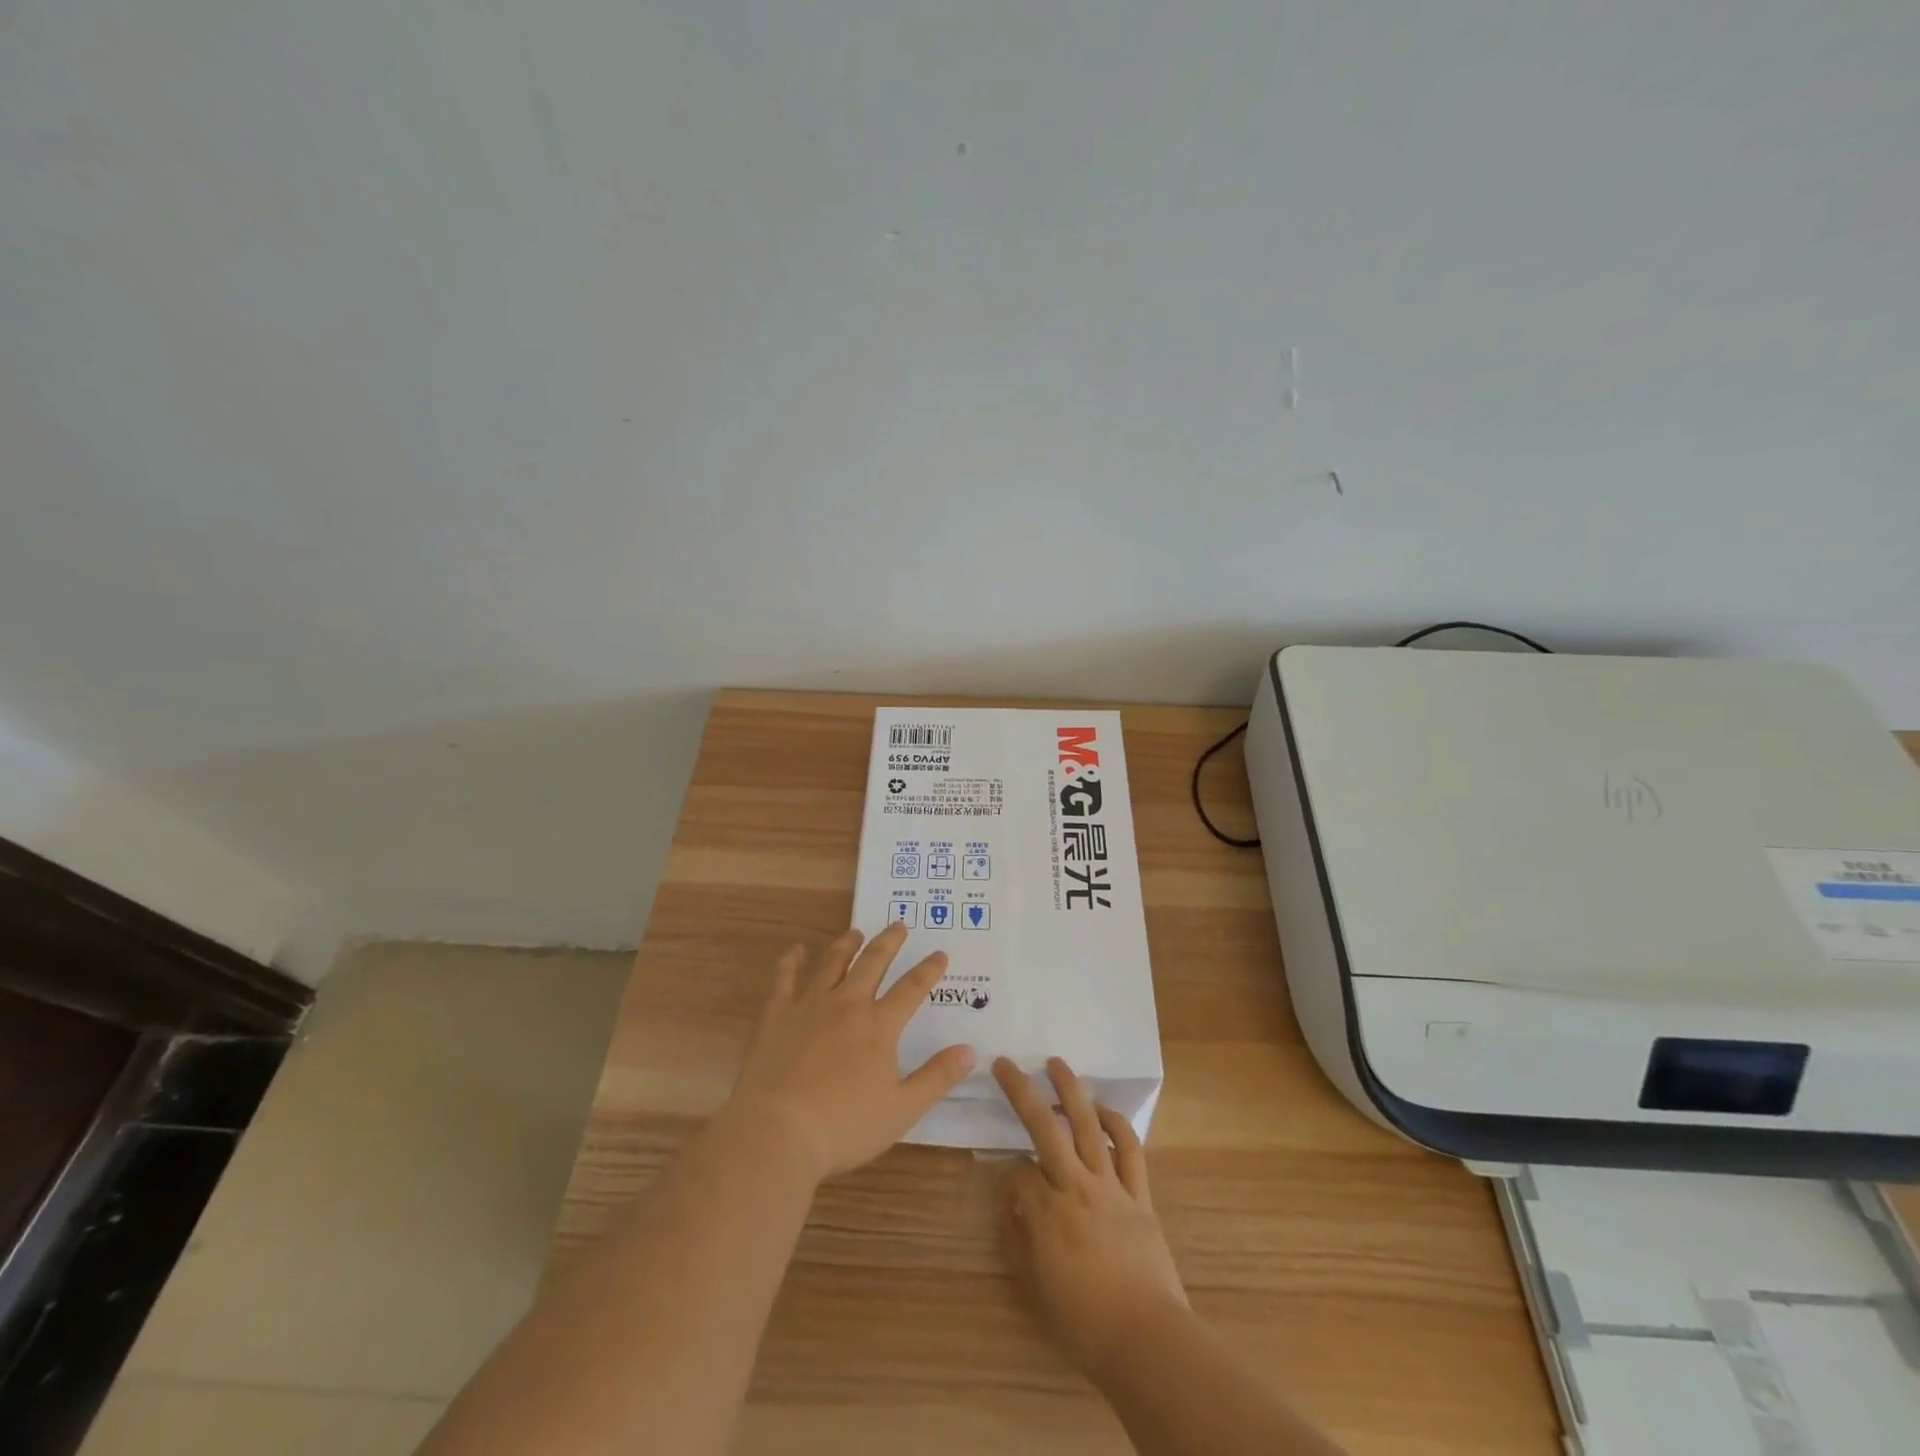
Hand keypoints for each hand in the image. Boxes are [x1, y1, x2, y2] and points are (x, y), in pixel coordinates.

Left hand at [726, 923, 974, 1182]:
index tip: (940, 953)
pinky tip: (797, 950)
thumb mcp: (902, 1109)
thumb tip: (970, 1051)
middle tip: (899, 924)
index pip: (911, 989)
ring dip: (847, 944)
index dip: (928, 970)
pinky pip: (785, 979)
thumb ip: (937, 1078)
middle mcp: (847, 1005)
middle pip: (872, 963)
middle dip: (889, 942)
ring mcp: (809, 1006)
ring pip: (832, 963)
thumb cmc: (845, 1126)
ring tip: (856, 932)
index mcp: (879, 1025)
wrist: (777, 1132)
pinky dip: (792, 961)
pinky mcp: (776, 1015)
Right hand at [994, 1057, 1188, 1376]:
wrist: (1147, 1340)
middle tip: (1005, 1063)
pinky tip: (1103, 1110)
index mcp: (1045, 1212)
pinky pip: (1129, 1149)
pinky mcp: (1139, 1194)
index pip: (1018, 1172)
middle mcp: (1074, 1186)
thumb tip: (1011, 1204)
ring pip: (1086, 1124)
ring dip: (1070, 1089)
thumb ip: (1017, 1242)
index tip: (1012, 1189)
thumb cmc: (1084, 1323)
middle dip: (1021, 1091)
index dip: (1010, 1174)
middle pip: (1043, 1126)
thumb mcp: (1035, 1289)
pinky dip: (1117, 1124)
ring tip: (1056, 1063)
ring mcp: (1110, 1185)